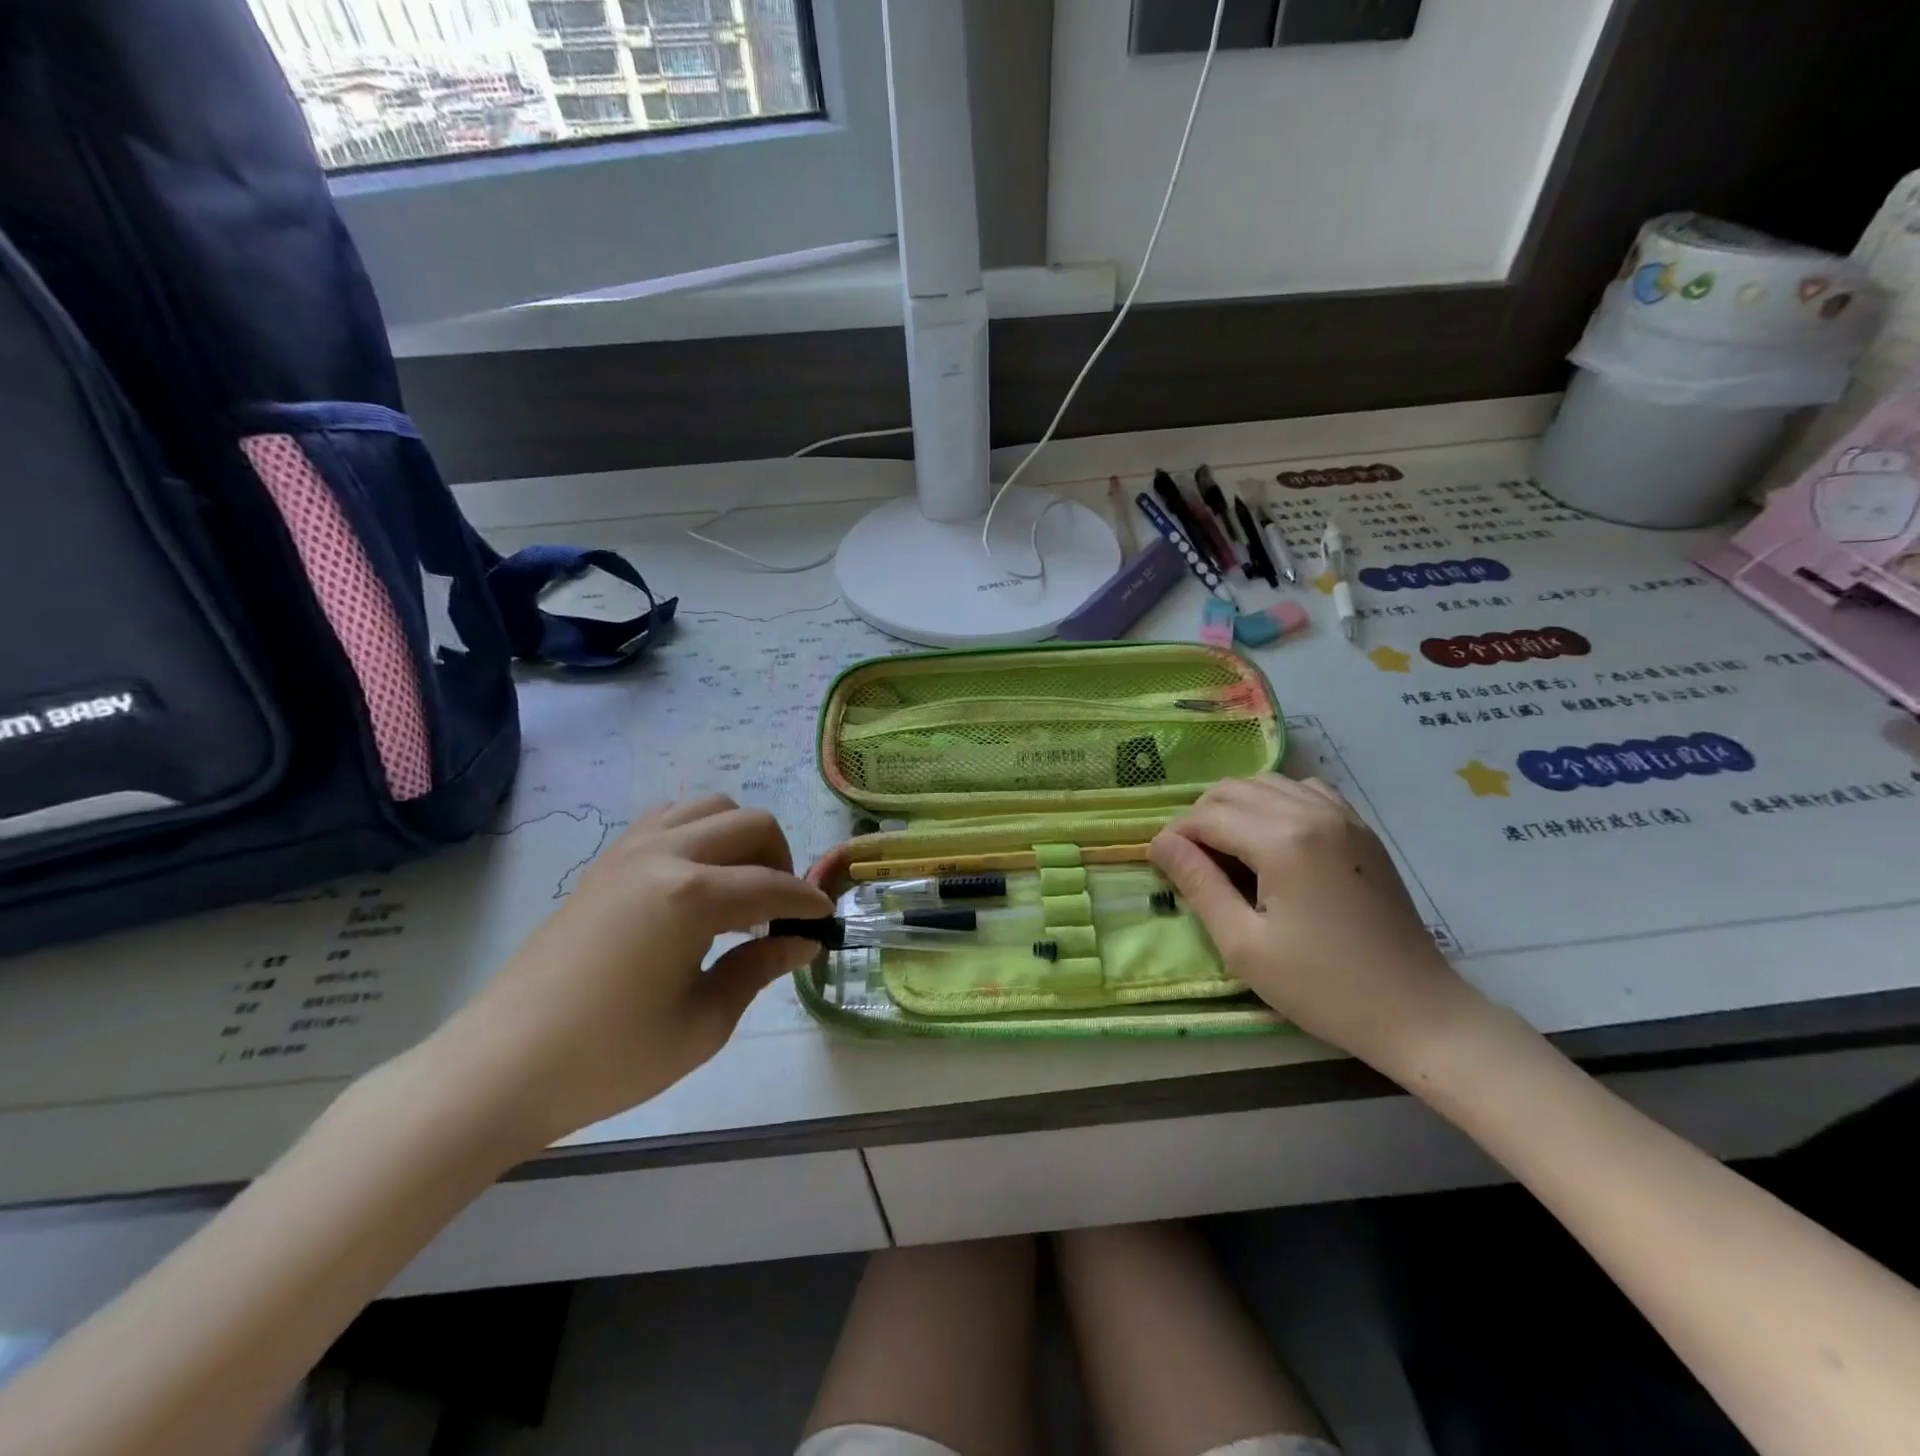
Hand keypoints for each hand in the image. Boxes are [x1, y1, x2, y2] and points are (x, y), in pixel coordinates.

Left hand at [422, 796, 831, 1154]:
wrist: (502, 1068)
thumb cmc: (610, 1058)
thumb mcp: (703, 1023)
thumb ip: (759, 969)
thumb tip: (804, 942)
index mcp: (692, 897)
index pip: (773, 885)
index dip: (807, 903)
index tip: (825, 921)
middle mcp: (665, 855)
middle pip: (750, 824)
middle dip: (782, 859)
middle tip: (781, 910)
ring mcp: (630, 851)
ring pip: (710, 807)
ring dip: (740, 837)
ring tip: (740, 887)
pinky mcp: (606, 861)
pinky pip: (668, 818)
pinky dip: (699, 833)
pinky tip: (697, 879)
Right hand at [1149, 774, 1482, 1067]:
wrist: (1416, 1010)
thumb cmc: (1322, 986)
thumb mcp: (1243, 944)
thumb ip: (1198, 884)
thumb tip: (1160, 843)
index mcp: (1282, 840)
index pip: (1207, 816)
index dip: (1175, 836)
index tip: (1161, 865)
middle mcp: (1311, 811)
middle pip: (1233, 789)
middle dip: (1200, 817)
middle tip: (1192, 862)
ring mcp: (1343, 815)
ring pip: (1267, 783)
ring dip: (1236, 807)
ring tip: (1227, 851)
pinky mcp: (1361, 828)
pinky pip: (1304, 791)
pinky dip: (1275, 802)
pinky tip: (1272, 838)